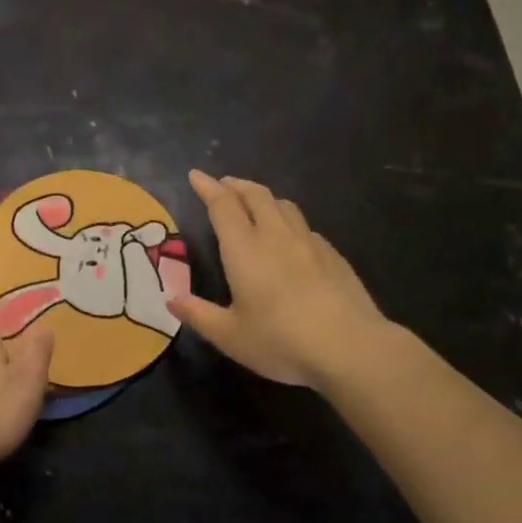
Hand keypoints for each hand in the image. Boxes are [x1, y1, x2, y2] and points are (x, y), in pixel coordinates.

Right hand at [168, 170, 395, 387]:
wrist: (350, 347)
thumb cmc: (281, 341)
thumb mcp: (230, 336)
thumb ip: (199, 315)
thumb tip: (172, 301)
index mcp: (244, 249)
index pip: (222, 205)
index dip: (207, 187)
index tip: (196, 175)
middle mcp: (276, 236)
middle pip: (256, 196)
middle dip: (236, 186)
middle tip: (224, 185)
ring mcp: (309, 243)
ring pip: (284, 206)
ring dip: (264, 198)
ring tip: (256, 204)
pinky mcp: (333, 256)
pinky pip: (305, 227)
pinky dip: (289, 222)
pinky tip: (291, 239)